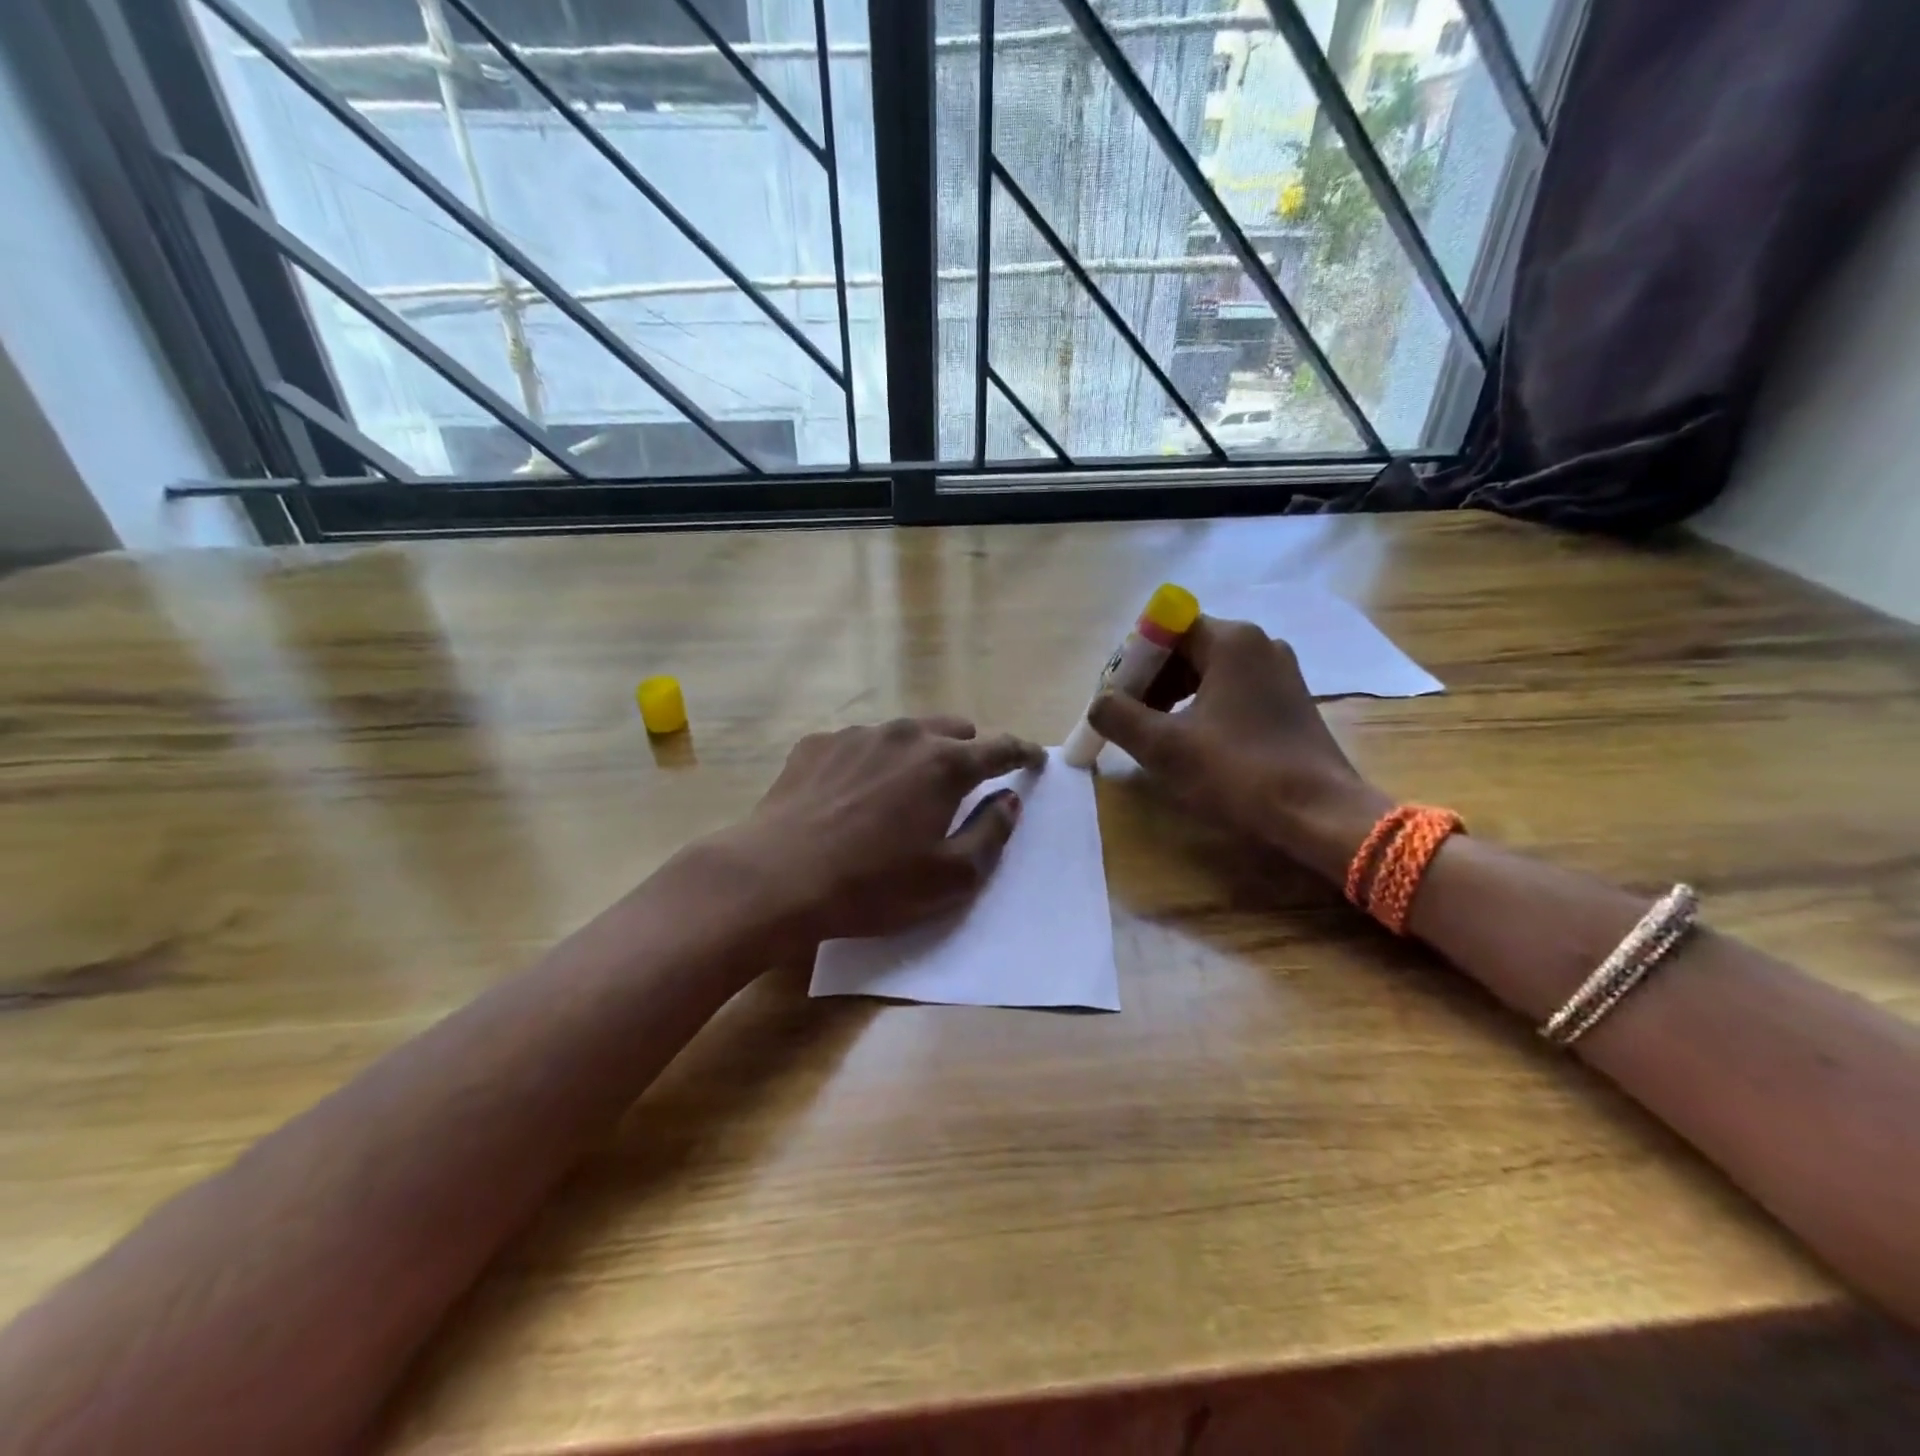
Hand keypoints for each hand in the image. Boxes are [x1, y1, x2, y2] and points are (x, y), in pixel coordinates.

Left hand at [732, 717, 1045, 944]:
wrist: (775, 878)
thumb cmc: (872, 885)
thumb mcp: (949, 876)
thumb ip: (990, 833)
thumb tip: (1008, 800)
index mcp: (944, 764)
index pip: (999, 747)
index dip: (1022, 753)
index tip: (1033, 760)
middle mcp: (904, 735)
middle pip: (953, 730)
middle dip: (969, 750)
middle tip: (965, 783)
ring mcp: (857, 735)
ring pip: (905, 734)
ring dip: (918, 754)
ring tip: (904, 790)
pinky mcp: (817, 744)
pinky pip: (860, 744)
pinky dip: (872, 761)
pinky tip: (854, 794)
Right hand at [1087, 617, 1388, 879]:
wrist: (1319, 814)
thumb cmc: (1237, 772)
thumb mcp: (1164, 746)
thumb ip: (1118, 716)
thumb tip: (1099, 703)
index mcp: (1231, 640)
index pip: (1164, 630)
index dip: (1132, 662)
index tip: (1115, 699)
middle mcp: (1259, 644)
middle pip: (1186, 648)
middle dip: (1151, 681)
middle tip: (1129, 719)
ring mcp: (1279, 671)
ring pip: (1208, 671)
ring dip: (1174, 696)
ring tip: (1155, 734)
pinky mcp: (1289, 700)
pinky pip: (1232, 690)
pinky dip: (1203, 707)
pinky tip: (1192, 741)